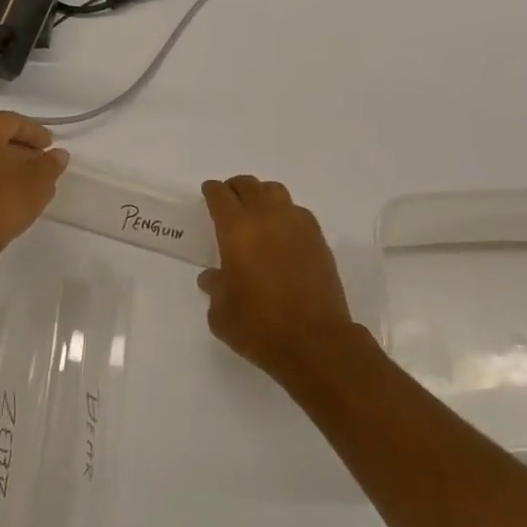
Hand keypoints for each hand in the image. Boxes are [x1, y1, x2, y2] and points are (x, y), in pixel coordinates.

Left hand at [0, 113, 67, 272]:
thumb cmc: (0, 204)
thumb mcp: (38, 183)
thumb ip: (51, 164)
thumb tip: (57, 155)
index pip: (13, 121)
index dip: (36, 133)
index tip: (51, 147)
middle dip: (18, 146)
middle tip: (39, 160)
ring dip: (2, 161)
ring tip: (24, 179)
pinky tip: (2, 192)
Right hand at [198, 176, 357, 385]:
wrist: (314, 340)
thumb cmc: (259, 326)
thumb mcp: (222, 313)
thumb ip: (215, 288)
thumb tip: (213, 277)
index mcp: (237, 230)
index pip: (221, 196)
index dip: (213, 191)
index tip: (209, 191)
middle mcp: (267, 217)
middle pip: (249, 186)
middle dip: (235, 188)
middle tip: (229, 198)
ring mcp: (296, 224)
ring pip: (276, 192)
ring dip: (261, 195)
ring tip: (256, 210)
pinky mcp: (317, 238)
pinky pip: (297, 211)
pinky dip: (285, 212)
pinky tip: (282, 230)